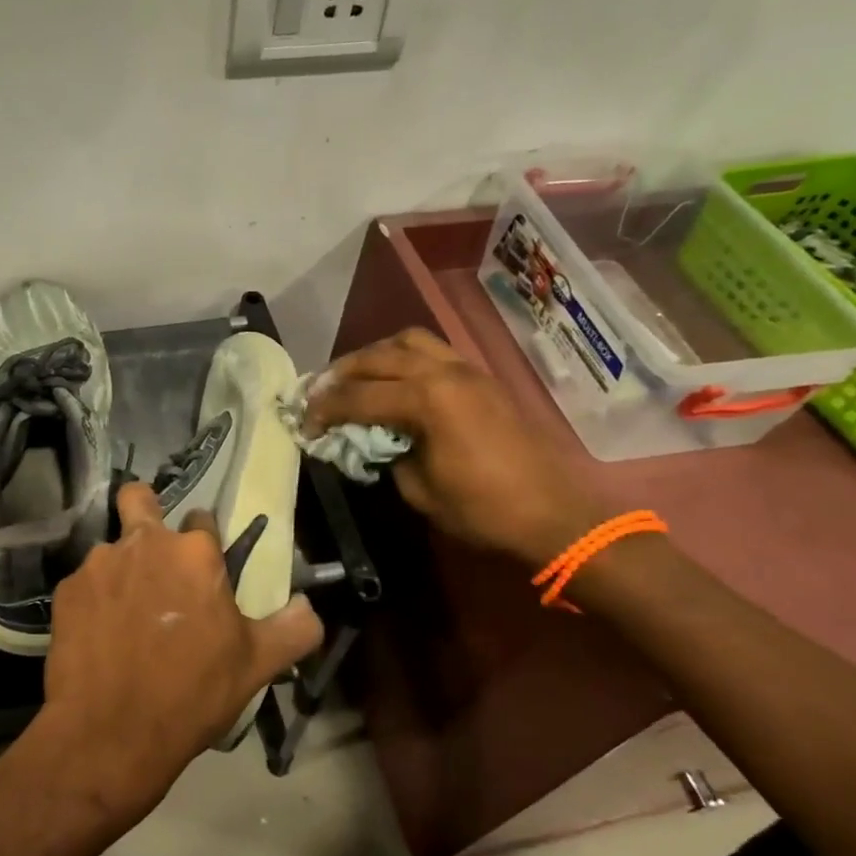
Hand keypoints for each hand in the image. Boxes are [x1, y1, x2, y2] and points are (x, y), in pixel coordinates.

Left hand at [35, 483, 323, 824]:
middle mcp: (144, 542)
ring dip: (121, 568)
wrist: (110, 734)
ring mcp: (98, 564)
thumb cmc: (192, 693)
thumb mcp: (258, 665)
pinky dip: (94, 600)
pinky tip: (100, 636)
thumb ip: (294, 628)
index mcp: (194, 552)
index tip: (204, 573)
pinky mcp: (66, 591)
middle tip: (154, 558)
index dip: (204, 544)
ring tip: (126, 613)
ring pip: (111, 548)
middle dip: (145, 512)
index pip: (202, 518)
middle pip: (139, 499)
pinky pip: (84, 583)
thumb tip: (308, 607)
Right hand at [305, 328, 602, 564]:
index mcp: (427, 400)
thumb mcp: (420, 490)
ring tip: (356, 377)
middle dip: (342, 372)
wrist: (552, 514)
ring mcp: (467, 371)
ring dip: (375, 355)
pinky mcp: (482, 379)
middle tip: (319, 391)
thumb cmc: (483, 510)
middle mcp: (444, 372)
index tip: (303, 422)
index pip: (359, 396)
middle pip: (379, 356)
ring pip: (409, 342)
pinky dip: (404, 359)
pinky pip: (434, 352)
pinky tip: (394, 382)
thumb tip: (373, 441)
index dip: (324, 409)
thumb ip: (388, 456)